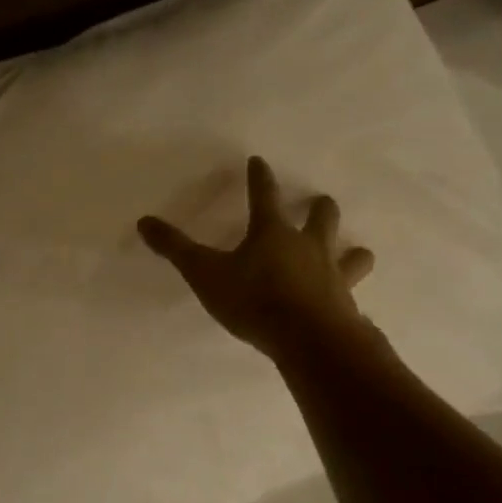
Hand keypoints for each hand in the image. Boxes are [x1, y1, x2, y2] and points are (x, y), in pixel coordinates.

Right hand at [139, 156, 376, 360]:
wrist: (310, 340)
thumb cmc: (255, 299)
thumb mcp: (205, 273)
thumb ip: (175, 248)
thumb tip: (144, 221)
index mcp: (272, 233)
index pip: (263, 195)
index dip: (259, 177)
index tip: (259, 161)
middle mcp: (307, 247)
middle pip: (321, 218)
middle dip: (320, 209)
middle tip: (321, 202)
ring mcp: (333, 276)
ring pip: (351, 256)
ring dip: (352, 252)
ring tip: (357, 251)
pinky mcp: (348, 307)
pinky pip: (354, 296)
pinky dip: (351, 294)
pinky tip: (353, 305)